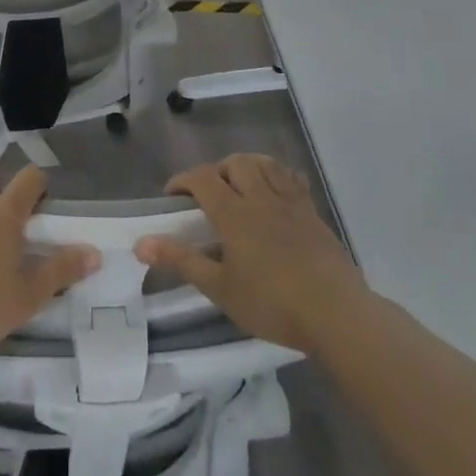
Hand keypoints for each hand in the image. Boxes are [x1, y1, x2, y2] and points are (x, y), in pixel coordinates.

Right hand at [136, 155, 367, 354]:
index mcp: (234, 213)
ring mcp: (291, 203)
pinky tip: (274, 194)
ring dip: (247, 167)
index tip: (172, 197)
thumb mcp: (219, 288)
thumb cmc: (272, 303)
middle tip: (209, 196)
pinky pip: (292, 179)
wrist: (336, 313)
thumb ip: (181, 261)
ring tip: (239, 188)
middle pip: (235, 162)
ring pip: (265, 164)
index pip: (202, 177)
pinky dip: (277, 176)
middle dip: (216, 171)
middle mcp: (261, 197)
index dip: (182, 180)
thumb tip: (140, 243)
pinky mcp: (312, 213)